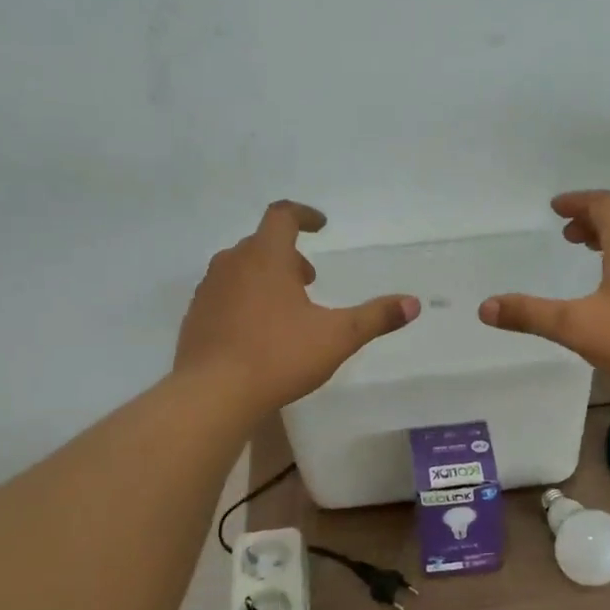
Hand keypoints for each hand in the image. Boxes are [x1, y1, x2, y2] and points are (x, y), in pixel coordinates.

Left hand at [177, 201, 418, 413]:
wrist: (212, 394)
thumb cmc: (278, 356)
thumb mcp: (337, 337)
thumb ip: (376, 317)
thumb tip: (413, 303)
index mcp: (266, 257)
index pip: (282, 216)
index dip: (304, 215)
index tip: (321, 226)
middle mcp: (232, 264)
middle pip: (261, 243)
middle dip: (288, 254)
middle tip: (309, 280)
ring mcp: (209, 290)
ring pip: (240, 269)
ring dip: (265, 277)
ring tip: (286, 307)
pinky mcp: (195, 317)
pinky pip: (224, 295)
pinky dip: (244, 299)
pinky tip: (256, 332)